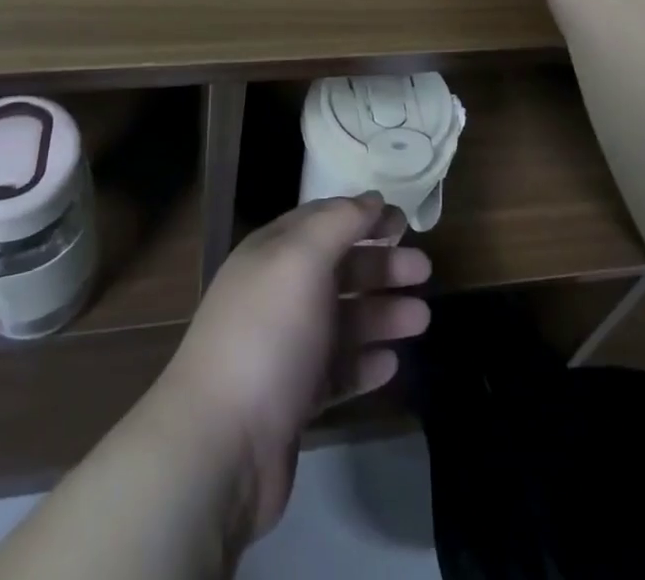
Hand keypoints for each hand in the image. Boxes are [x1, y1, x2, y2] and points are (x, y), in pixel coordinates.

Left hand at [154, 195, 431, 540]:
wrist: (219, 445)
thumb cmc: (267, 334)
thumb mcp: (301, 259)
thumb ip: (339, 222)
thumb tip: (371, 198)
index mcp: (273, 254)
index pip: (322, 221)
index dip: (362, 216)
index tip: (403, 220)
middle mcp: (277, 295)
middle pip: (338, 270)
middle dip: (381, 266)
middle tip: (424, 269)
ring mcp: (285, 349)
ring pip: (343, 321)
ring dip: (382, 315)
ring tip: (422, 319)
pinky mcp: (294, 400)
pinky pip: (337, 372)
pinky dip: (365, 363)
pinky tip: (392, 363)